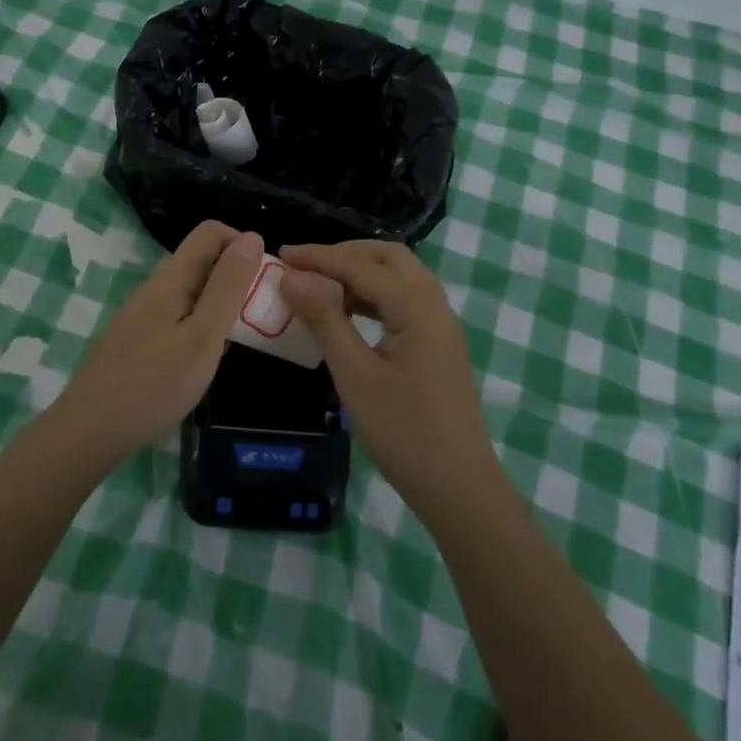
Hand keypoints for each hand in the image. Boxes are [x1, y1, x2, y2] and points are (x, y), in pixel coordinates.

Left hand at [56, 221, 263, 460]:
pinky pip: (176, 316)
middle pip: (201, 260)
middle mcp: (154, 288)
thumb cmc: (154, 385)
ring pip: (190, 291)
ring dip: (218, 304)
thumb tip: (251, 237)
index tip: (262, 280)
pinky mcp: (135, 339)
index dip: (241, 244)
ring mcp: (141, 314)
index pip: (210, 232)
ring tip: (234, 341)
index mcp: (170, 279)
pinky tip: (202, 360)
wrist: (89, 431)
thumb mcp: (203, 336)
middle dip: (234, 277)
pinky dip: (199, 325)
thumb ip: (228, 287)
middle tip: (256, 317)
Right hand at [279, 241, 498, 521]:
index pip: (361, 265)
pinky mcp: (439, 343)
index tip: (282, 254)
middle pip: (389, 257)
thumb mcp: (355, 374)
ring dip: (361, 272)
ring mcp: (441, 324)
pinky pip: (405, 299)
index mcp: (417, 306)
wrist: (459, 486)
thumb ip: (324, 319)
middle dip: (345, 254)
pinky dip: (375, 294)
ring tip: (321, 286)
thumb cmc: (403, 431)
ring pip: (400, 276)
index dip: (319, 257)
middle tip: (306, 267)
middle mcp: (435, 304)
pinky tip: (349, 312)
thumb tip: (291, 278)